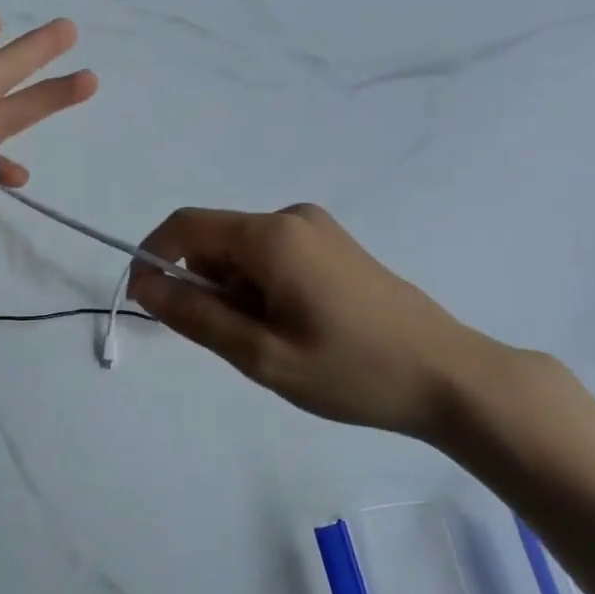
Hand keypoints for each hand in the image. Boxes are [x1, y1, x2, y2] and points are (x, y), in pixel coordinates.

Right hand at [128, 204, 502, 441]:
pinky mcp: (335, 247)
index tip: (146, 303)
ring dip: (235, 294)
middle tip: (231, 344)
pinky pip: (274, 258)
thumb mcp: (261, 355)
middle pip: (217, 240)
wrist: (449, 376)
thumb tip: (145, 285)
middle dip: (203, 286)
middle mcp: (292, 217)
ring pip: (245, 254)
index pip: (186, 226)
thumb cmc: (351, 370)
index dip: (153, 258)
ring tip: (272, 345)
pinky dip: (262, 290)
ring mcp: (319, 229)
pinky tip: (294, 330)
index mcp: (272, 235)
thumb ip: (196, 316)